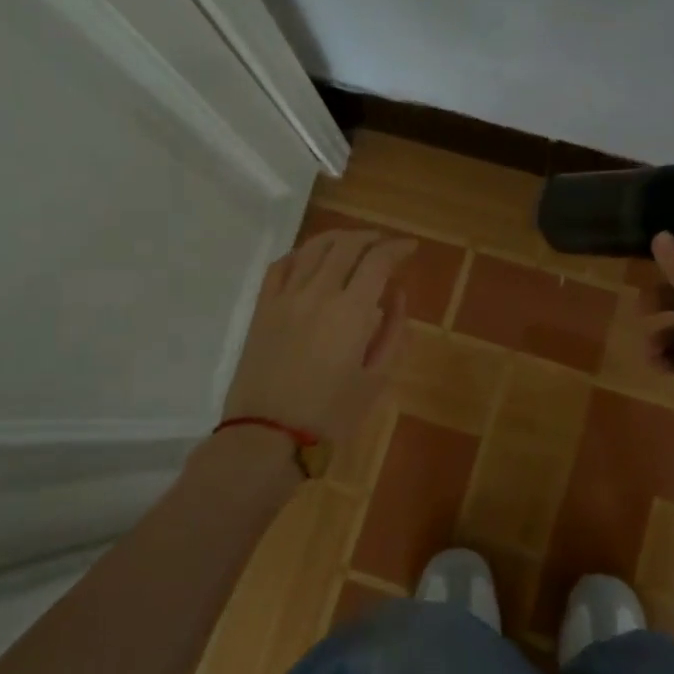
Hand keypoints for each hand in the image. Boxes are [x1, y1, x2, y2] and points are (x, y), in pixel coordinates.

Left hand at [221, 228, 415, 444]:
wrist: (267, 435)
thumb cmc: (330, 414)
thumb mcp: (376, 379)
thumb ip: (392, 332)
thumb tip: (397, 295)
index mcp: (351, 312)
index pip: (378, 261)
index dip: (397, 248)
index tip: (410, 248)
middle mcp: (318, 293)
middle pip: (346, 245)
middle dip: (371, 238)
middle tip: (385, 245)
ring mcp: (285, 298)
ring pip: (313, 248)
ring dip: (338, 238)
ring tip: (353, 242)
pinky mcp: (262, 308)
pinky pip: (280, 266)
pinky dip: (300, 253)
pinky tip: (310, 258)